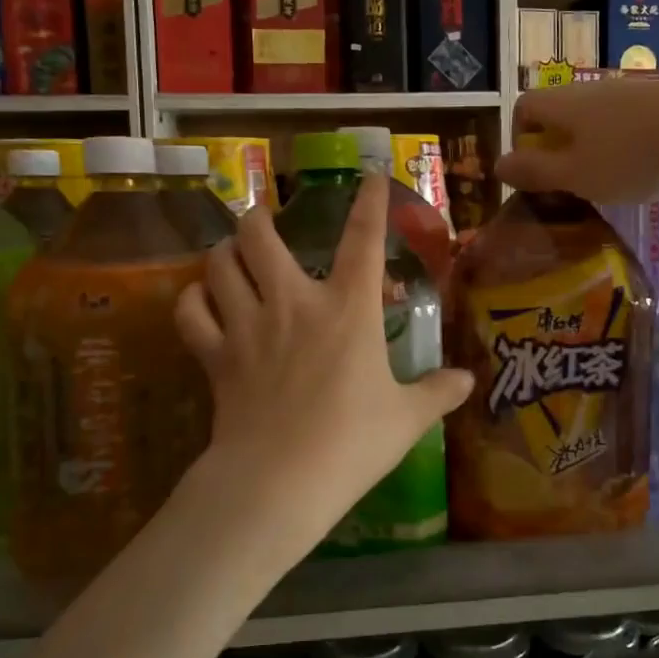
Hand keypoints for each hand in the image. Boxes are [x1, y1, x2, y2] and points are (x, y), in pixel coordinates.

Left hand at [174, 174, 472, 559]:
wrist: (280, 480)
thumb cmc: (352, 443)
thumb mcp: (406, 419)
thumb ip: (437, 393)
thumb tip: (467, 381)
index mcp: (348, 310)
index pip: (363, 240)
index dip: (369, 203)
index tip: (368, 177)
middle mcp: (294, 303)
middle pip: (261, 236)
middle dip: (259, 218)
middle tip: (262, 220)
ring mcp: (248, 326)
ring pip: (219, 265)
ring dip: (223, 252)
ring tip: (230, 253)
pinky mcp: (215, 356)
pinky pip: (191, 313)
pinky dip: (193, 300)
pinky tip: (201, 300)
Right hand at [495, 73, 658, 203]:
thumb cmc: (633, 155)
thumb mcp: (575, 174)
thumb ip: (535, 171)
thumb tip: (498, 166)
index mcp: (564, 103)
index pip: (524, 107)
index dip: (520, 139)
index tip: (534, 173)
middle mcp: (593, 90)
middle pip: (561, 115)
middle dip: (558, 150)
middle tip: (570, 187)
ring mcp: (632, 95)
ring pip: (597, 123)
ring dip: (594, 152)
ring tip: (608, 187)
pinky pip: (630, 127)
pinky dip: (627, 150)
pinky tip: (645, 175)